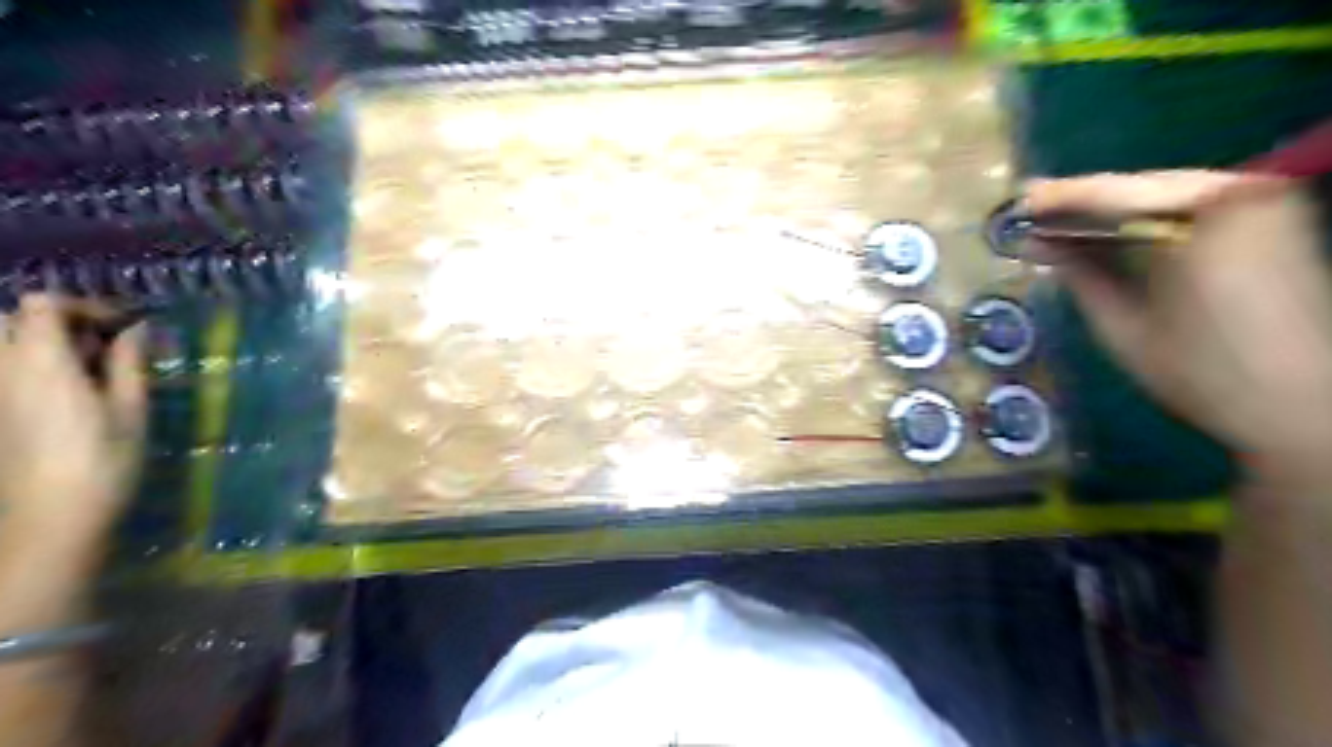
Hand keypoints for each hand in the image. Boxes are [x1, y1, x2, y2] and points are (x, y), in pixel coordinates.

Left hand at [0, 293, 145, 536]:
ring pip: (3, 346)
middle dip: (59, 322)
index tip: (123, 326)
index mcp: (40, 362)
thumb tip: (136, 329)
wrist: (49, 519)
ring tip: (89, 370)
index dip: (83, 306)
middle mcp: (0, 369)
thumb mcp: (130, 409)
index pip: (42, 304)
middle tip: (104, 345)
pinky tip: (70, 394)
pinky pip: (4, 373)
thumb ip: (128, 363)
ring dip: (44, 345)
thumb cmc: (103, 461)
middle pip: (11, 319)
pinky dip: (34, 369)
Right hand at [1027, 170, 1330, 486]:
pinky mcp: (1273, 221)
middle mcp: (1241, 193)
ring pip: (1165, 195)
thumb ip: (1079, 274)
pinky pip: (1191, 208)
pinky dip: (1146, 222)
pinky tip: (1109, 236)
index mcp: (1207, 216)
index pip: (1115, 193)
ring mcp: (1264, 203)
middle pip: (1142, 188)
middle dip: (1084, 203)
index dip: (1059, 198)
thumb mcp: (1122, 325)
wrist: (1302, 408)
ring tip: (1059, 226)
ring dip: (1111, 213)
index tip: (1016, 200)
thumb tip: (1036, 242)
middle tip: (1032, 214)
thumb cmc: (1202, 372)